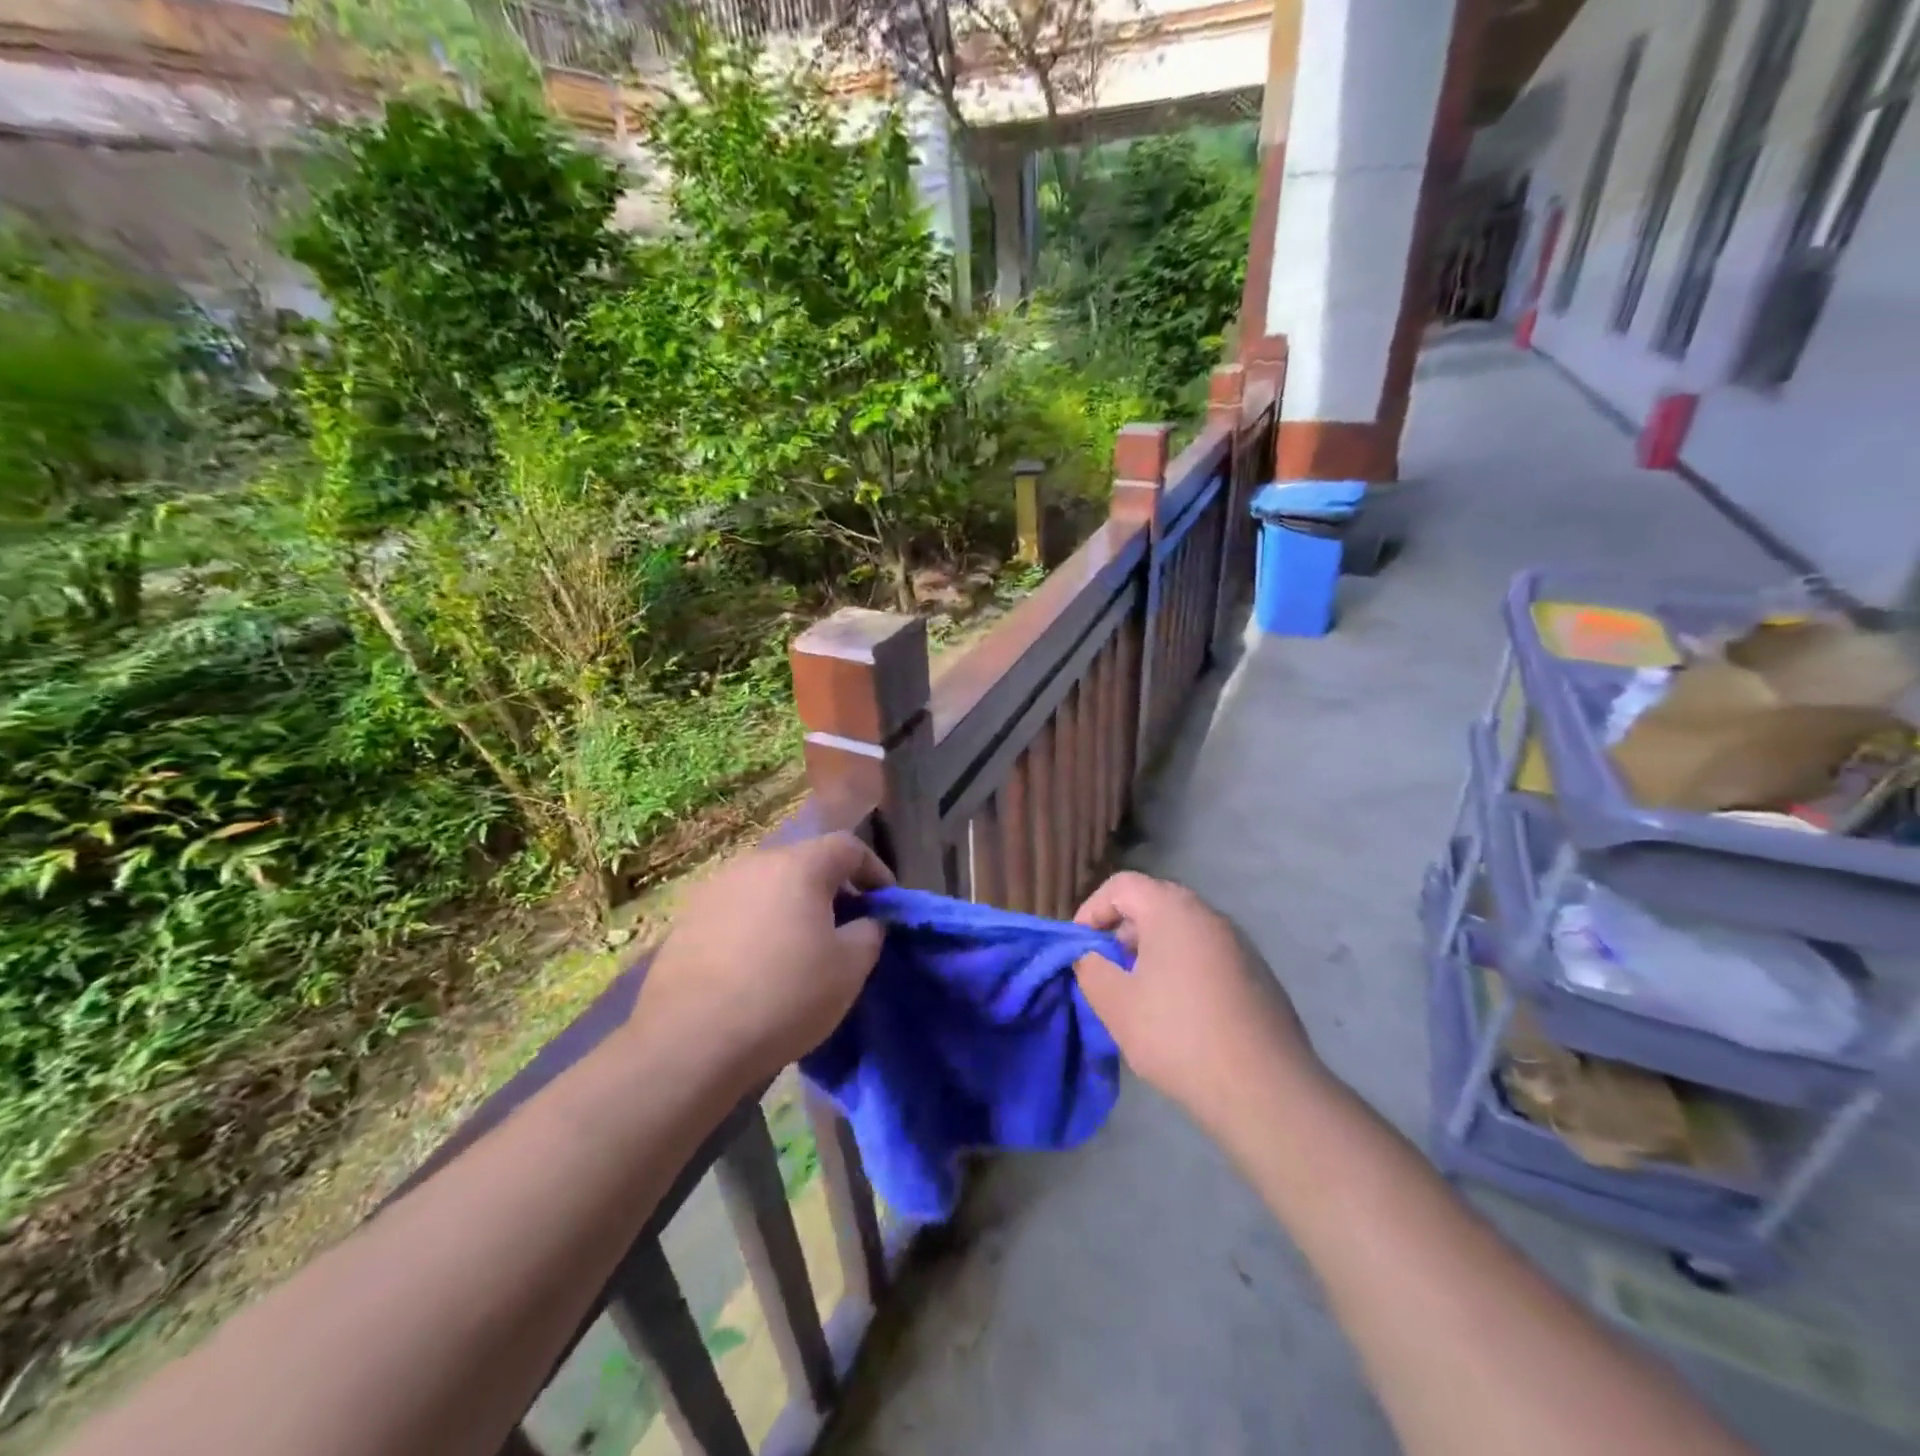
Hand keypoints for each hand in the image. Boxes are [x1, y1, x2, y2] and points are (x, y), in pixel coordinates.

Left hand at [632, 832, 891, 1083]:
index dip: (874, 869)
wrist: (689, 1041)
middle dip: (831, 889)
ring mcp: (715, 889)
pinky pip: (737, 910)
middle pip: (804, 863)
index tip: (885, 902)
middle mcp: (754, 863)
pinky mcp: (687, 919)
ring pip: (768, 886)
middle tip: (845, 927)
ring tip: (800, 947)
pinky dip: (757, 925)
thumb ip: (869, 933)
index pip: (848, 847)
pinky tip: (757, 965)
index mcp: (799, 865)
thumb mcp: (849, 970)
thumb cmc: (784, 996)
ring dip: (791, 907)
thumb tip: (866, 921)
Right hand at [1073, 872, 1322, 1133]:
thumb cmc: (1178, 1035)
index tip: (1080, 948)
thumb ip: (1090, 968)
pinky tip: (1178, 1015)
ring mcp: (1239, 944)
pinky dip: (1181, 970)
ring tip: (1137, 995)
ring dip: (1151, 952)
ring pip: (1181, 932)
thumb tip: (1090, 955)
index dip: (1092, 910)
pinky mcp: (1257, 975)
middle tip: (1105, 969)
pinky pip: (1206, 956)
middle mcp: (1209, 915)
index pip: (1122, 884)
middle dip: (1121, 932)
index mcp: (1173, 910)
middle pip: (1153, 904)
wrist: (1265, 1090)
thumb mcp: (1115, 1003)